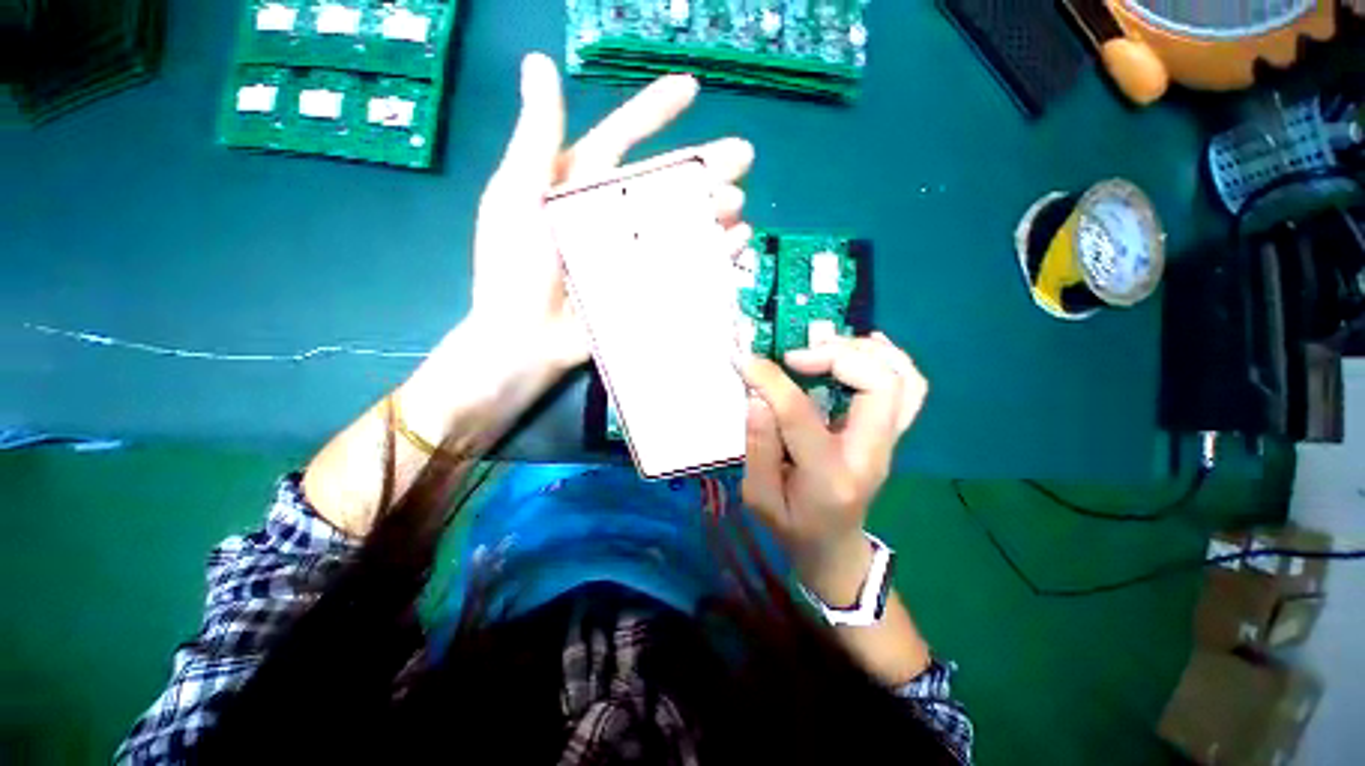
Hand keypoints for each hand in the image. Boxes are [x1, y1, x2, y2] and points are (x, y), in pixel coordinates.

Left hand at [469, 52, 753, 376]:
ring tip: (738, 203)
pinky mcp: (645, 283)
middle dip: (704, 166)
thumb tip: (539, 63)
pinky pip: (686, 262)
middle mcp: (612, 213)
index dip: (654, 112)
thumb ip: (535, 137)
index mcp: (580, 186)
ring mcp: (632, 251)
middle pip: (664, 182)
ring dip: (711, 209)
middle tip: (745, 156)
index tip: (692, 91)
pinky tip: (737, 239)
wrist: (527, 338)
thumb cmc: (515, 268)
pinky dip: (713, 250)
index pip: (622, 139)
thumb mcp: (516, 197)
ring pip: (680, 221)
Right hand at [739, 333, 926, 604]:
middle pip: (879, 386)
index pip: (801, 415)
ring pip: (904, 379)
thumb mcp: (759, 497)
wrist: (834, 546)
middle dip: (836, 355)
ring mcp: (889, 442)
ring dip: (865, 351)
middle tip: (795, 354)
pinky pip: (909, 385)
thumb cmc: (792, 526)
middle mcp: (871, 453)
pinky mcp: (890, 432)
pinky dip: (887, 357)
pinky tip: (858, 347)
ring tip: (824, 344)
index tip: (748, 361)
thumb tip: (758, 395)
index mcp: (829, 476)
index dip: (772, 381)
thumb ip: (757, 446)